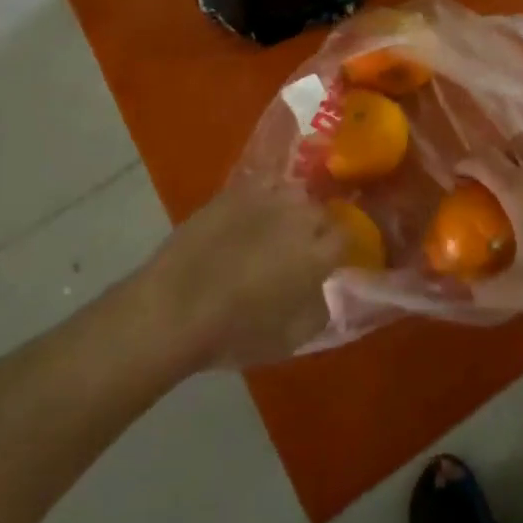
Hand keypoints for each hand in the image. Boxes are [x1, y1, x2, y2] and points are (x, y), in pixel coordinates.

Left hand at [139, 171, 346, 370]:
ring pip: (295, 193)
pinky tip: (253, 210)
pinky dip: (265, 193)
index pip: (346, 236)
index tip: (328, 261)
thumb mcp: (289, 340)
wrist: (175, 307)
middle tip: (300, 248)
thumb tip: (323, 292)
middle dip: (316, 227)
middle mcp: (300, 217)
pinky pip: (265, 181)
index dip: (337, 248)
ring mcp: (267, 198)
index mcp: (317, 254)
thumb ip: (318, 311)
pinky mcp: (236, 190)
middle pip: (321, 211)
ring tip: (276, 226)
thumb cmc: (235, 332)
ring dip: (292, 208)